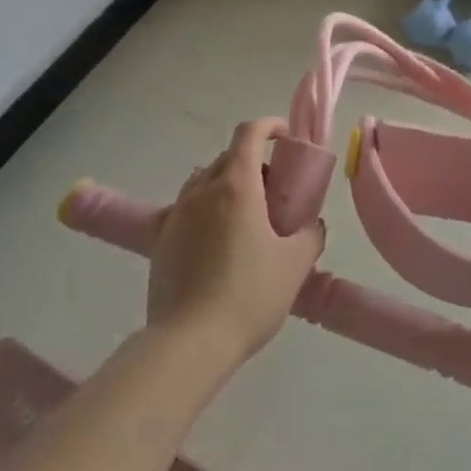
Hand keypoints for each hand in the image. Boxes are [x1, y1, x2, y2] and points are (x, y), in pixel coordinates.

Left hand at [146, 118, 324, 368]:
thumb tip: (311, 225)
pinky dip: (201, 209)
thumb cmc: (249, 296)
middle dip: (252, 162)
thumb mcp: (295, 265)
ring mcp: (176, 214)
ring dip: (225, 184)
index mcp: (237, 186)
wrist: (189, 343)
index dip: (269, 126)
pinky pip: (182, 208)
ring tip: (243, 216)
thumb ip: (310, 235)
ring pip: (202, 180)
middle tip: (274, 192)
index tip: (285, 138)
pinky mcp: (158, 240)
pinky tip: (212, 238)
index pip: (249, 133)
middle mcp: (202, 191)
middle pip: (227, 157)